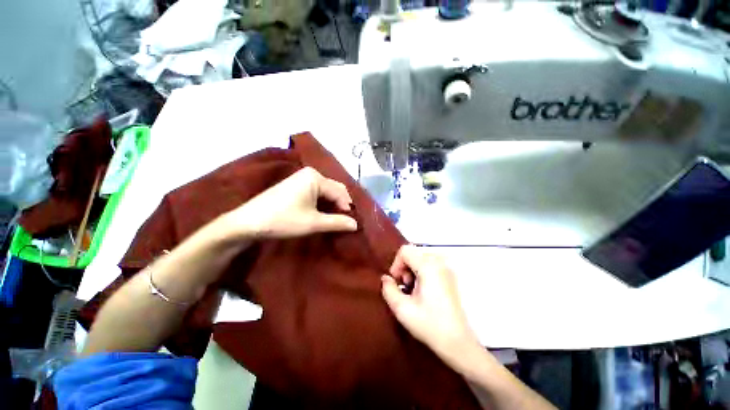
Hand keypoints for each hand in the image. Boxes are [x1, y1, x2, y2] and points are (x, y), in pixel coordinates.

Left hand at [225, 167, 357, 239]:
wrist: (248, 222)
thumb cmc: (283, 220)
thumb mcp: (313, 223)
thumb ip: (337, 222)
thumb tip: (356, 224)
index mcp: (315, 177)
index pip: (339, 192)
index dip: (347, 207)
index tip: (350, 223)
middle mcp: (310, 173)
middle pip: (334, 189)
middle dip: (341, 204)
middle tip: (344, 221)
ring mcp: (301, 178)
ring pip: (325, 191)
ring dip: (332, 204)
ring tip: (335, 219)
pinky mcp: (295, 185)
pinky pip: (316, 192)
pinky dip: (322, 203)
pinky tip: (322, 213)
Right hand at [381, 245, 478, 365]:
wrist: (458, 343)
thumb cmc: (430, 325)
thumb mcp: (402, 309)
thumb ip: (388, 289)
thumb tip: (386, 278)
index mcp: (429, 266)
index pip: (405, 251)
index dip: (396, 264)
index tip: (397, 282)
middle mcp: (439, 262)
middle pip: (413, 253)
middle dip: (404, 268)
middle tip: (406, 288)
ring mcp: (446, 268)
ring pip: (420, 259)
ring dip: (412, 271)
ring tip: (414, 291)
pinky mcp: (449, 276)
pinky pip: (429, 265)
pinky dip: (421, 273)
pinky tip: (423, 291)